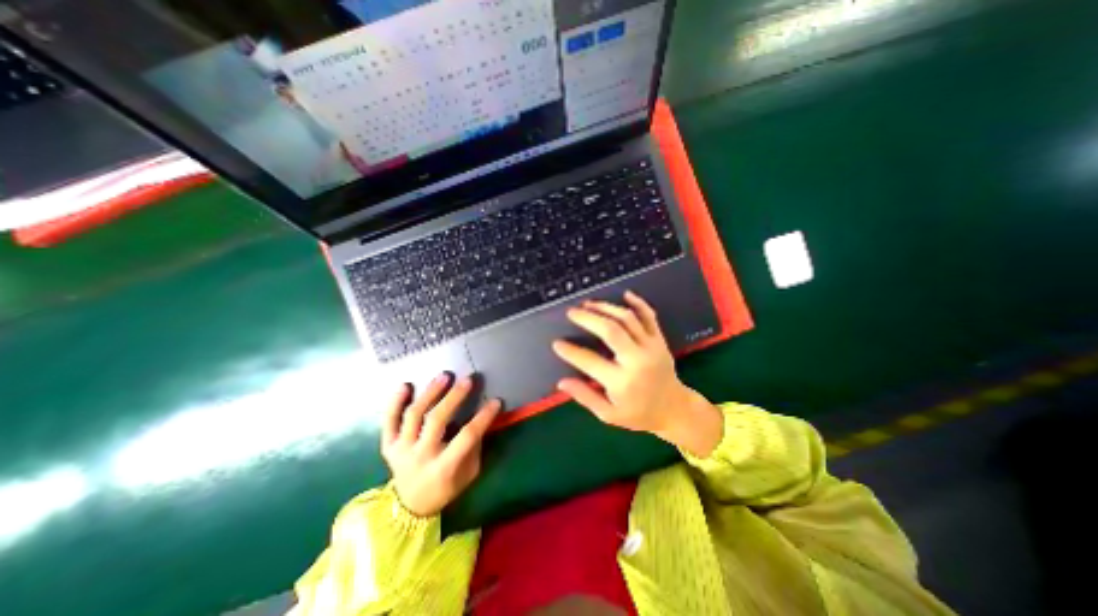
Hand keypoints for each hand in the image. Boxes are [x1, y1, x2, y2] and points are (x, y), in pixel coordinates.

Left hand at [379, 373, 498, 517]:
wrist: (410, 506)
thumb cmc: (446, 488)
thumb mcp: (468, 474)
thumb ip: (474, 447)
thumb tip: (480, 418)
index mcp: (443, 468)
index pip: (467, 436)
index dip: (483, 417)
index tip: (496, 401)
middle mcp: (420, 456)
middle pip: (436, 420)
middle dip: (454, 397)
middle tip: (468, 380)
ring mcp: (401, 450)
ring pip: (414, 415)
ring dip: (430, 393)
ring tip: (444, 376)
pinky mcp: (388, 446)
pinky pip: (388, 421)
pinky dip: (394, 402)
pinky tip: (406, 385)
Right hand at [554, 288, 725, 455]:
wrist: (675, 409)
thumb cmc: (639, 414)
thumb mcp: (609, 415)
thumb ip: (585, 397)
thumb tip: (562, 382)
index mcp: (622, 382)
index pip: (590, 361)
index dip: (570, 351)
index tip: (557, 343)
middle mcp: (637, 360)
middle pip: (611, 330)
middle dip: (588, 318)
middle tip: (572, 312)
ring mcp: (651, 347)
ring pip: (627, 319)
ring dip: (606, 307)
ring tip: (588, 304)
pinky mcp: (660, 340)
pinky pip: (649, 316)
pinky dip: (638, 303)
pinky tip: (625, 294)